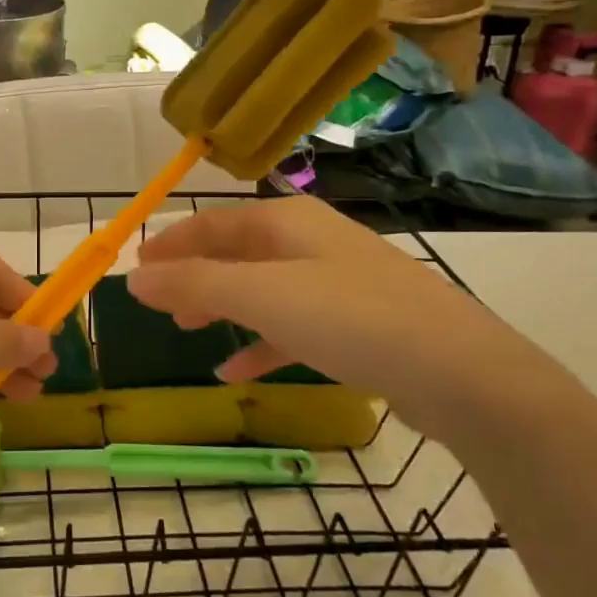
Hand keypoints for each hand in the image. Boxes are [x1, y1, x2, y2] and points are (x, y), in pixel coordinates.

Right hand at [127, 197, 570, 446]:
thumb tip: (133, 277)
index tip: (136, 265)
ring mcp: (338, 283)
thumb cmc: (351, 319)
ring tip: (190, 330)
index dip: (171, 242)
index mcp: (288, 222)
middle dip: (195, 275)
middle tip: (160, 302)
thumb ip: (194, 283)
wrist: (463, 374)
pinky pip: (292, 326)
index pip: (213, 222)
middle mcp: (312, 242)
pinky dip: (260, 342)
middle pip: (237, 251)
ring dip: (223, 306)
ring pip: (262, 289)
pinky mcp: (357, 325)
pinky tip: (237, 371)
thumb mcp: (262, 296)